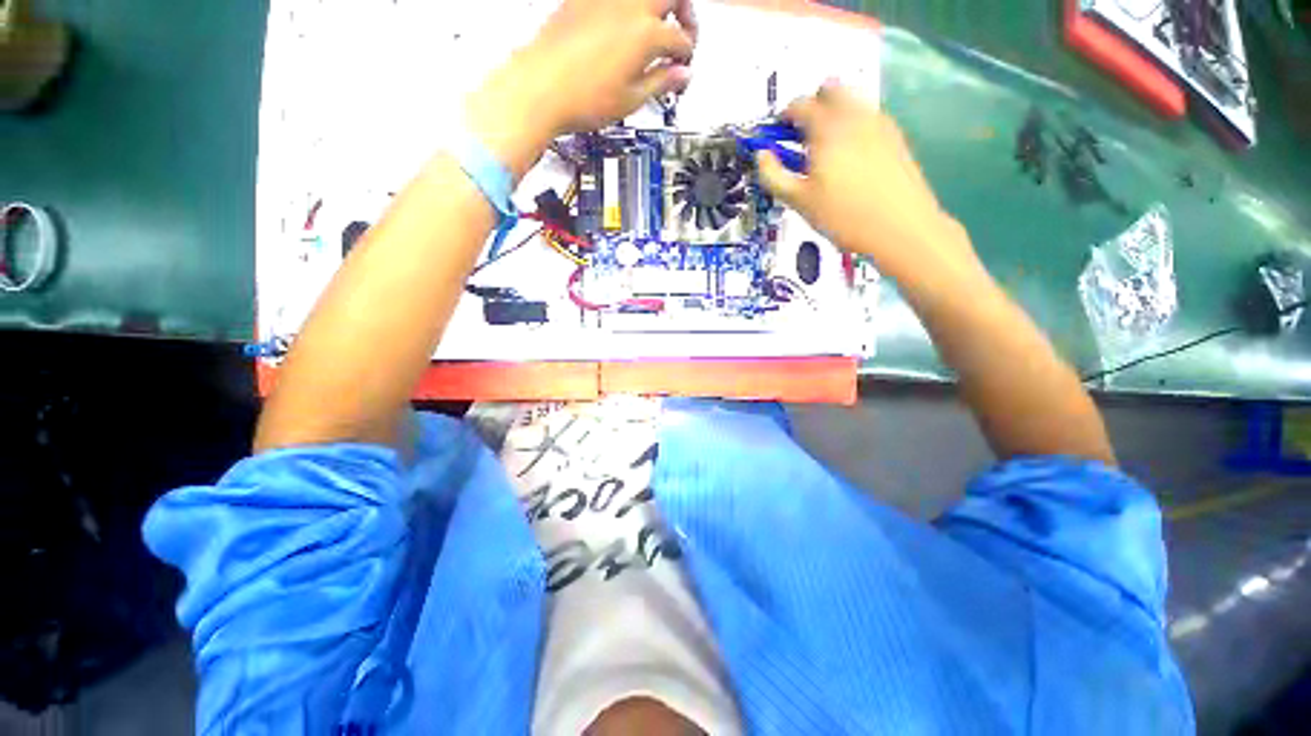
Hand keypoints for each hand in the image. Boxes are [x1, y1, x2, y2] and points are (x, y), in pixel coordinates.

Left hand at [519, 0, 696, 132]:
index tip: (682, 67)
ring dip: (657, 6)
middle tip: (681, 34)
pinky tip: (624, 26)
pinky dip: (628, 8)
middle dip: (685, 13)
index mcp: (645, 34)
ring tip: (654, 29)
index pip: (681, 38)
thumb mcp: (631, 100)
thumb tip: (682, 74)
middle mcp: (628, 6)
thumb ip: (661, 82)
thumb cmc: (582, 99)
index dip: (686, 55)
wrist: (540, 89)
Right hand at [756, 83, 979, 286]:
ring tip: (824, 150)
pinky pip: (867, 117)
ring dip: (832, 114)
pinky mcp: (895, 136)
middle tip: (800, 138)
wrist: (900, 227)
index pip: (799, 105)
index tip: (776, 135)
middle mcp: (855, 115)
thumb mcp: (798, 201)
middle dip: (811, 106)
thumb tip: (761, 156)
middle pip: (830, 90)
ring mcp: (879, 123)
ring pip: (851, 100)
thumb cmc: (843, 216)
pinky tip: (849, 158)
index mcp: (828, 127)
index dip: (782, 117)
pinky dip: (852, 126)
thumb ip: (773, 175)